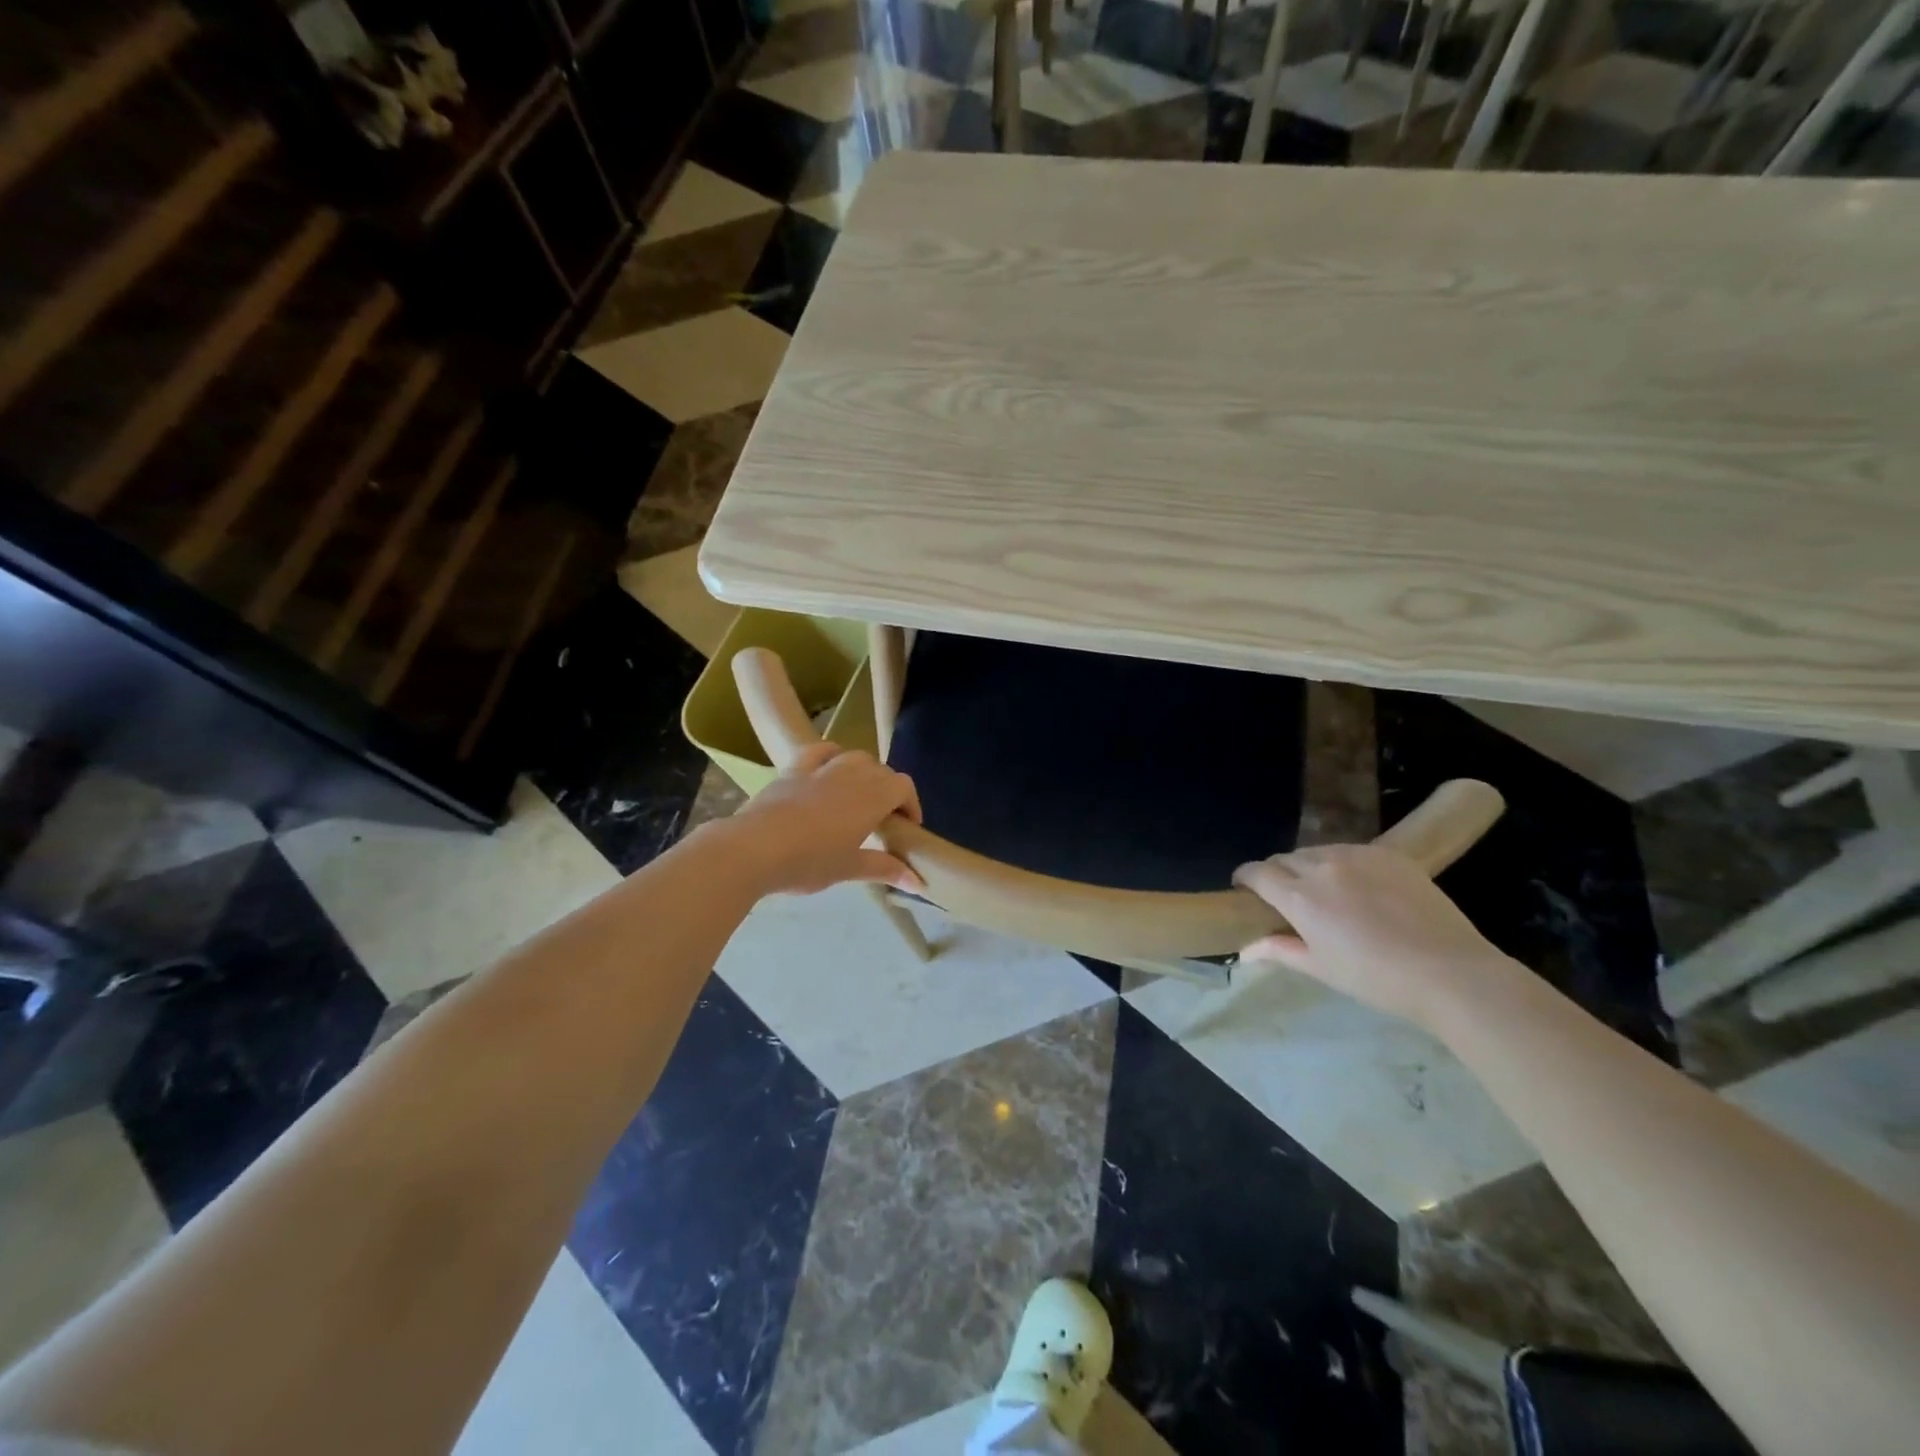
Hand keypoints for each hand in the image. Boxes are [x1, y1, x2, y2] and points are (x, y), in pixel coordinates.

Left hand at [721, 743, 924, 896]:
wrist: (754, 849)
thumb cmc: (809, 862)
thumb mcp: (849, 869)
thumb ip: (885, 869)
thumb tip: (919, 882)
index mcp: (872, 798)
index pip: (903, 787)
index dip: (910, 804)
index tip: (906, 828)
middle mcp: (852, 775)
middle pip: (881, 771)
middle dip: (889, 791)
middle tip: (883, 820)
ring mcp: (821, 768)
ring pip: (854, 757)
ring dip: (864, 772)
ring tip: (858, 796)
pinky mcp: (794, 769)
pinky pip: (820, 751)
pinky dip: (832, 755)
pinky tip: (829, 769)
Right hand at [1232, 844, 1512, 1029]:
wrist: (1450, 972)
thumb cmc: (1377, 979)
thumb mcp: (1322, 968)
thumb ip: (1279, 951)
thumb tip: (1245, 949)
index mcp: (1300, 896)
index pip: (1256, 872)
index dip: (1245, 879)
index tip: (1245, 891)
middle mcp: (1322, 866)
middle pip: (1284, 859)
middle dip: (1277, 874)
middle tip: (1288, 899)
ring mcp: (1357, 855)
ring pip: (1317, 851)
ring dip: (1309, 867)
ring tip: (1325, 892)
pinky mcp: (1388, 853)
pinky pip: (1350, 850)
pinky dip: (1342, 864)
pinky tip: (1359, 888)